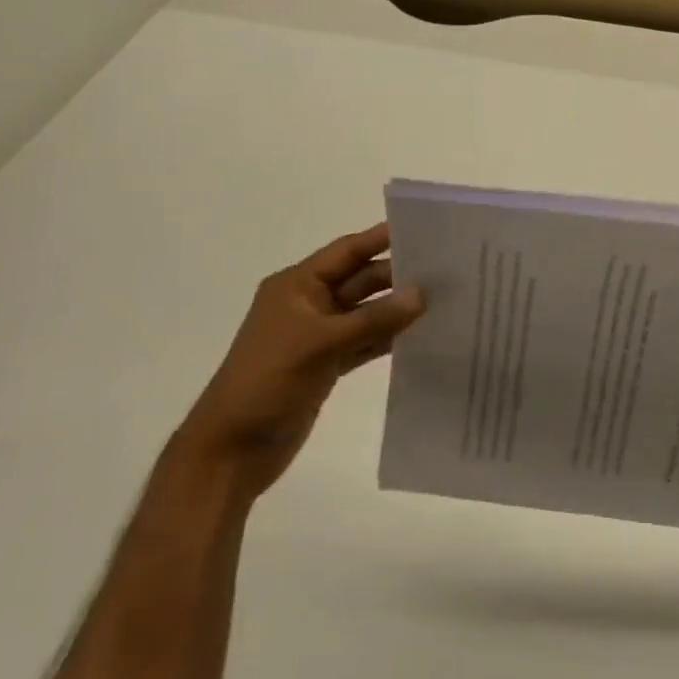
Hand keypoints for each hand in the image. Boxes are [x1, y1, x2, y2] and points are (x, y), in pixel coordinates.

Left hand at [172, 223, 425, 500]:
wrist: (232, 450)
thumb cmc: (267, 381)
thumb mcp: (320, 343)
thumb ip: (374, 318)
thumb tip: (423, 294)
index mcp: (297, 285)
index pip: (347, 251)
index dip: (381, 238)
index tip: (424, 228)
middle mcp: (309, 304)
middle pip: (361, 280)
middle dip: (398, 276)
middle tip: (446, 271)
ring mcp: (318, 336)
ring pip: (366, 312)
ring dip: (397, 309)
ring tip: (444, 301)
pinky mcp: (327, 364)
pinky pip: (365, 342)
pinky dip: (388, 338)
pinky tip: (421, 336)